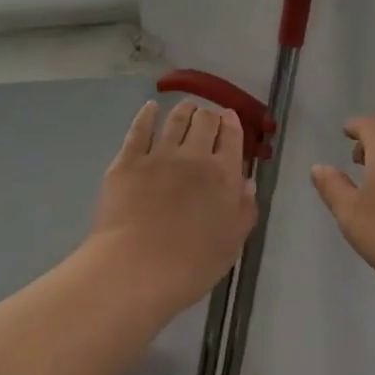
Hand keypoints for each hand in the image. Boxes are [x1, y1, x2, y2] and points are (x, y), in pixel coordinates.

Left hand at [88, 99, 257, 315]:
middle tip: (208, 117)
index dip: (232, 124)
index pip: (232, 138)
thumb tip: (246, 182)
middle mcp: (194, 157)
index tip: (230, 118)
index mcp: (224, 175)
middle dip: (209, 115)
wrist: (136, 268)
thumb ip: (243, 210)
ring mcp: (158, 155)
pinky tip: (150, 108)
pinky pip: (139, 130)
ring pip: (175, 120)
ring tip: (187, 107)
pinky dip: (147, 115)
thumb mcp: (232, 243)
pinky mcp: (127, 161)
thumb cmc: (191, 265)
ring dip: (184, 110)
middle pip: (205, 122)